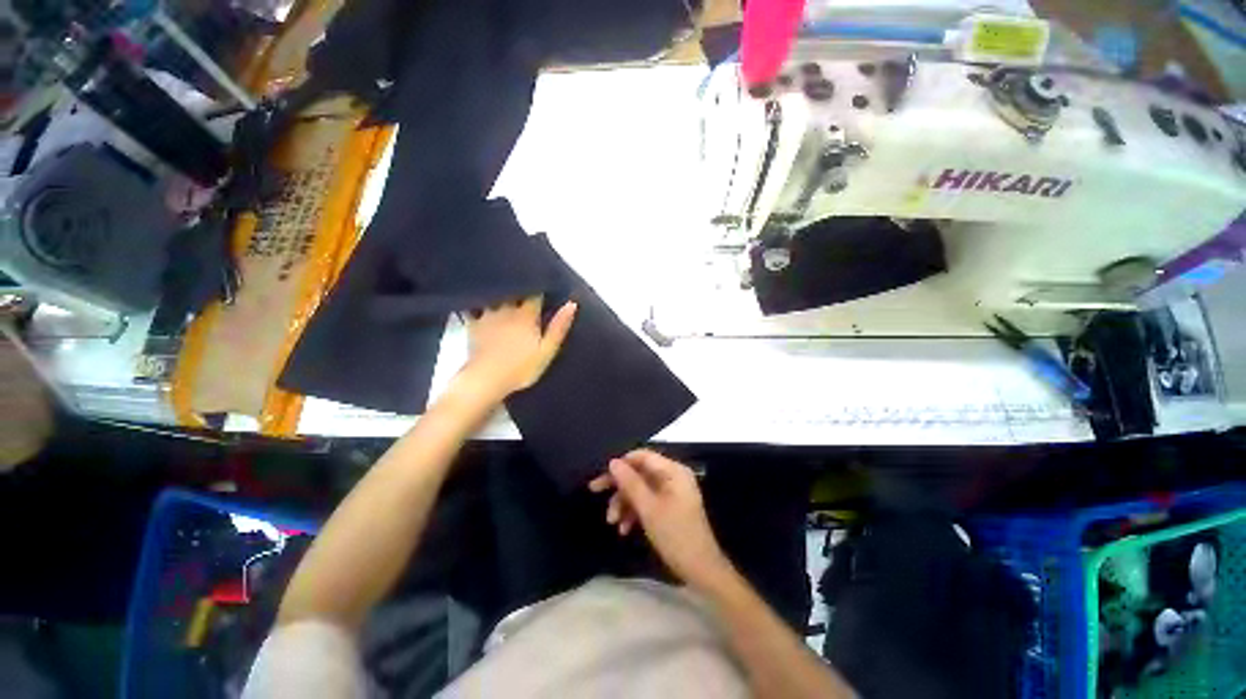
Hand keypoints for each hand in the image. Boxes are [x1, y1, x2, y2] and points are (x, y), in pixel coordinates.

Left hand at [461, 296, 575, 397]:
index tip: (545, 285)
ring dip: (499, 292)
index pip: (535, 293)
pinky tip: (475, 302)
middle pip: (514, 291)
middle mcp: (506, 310)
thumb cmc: (521, 368)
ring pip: (494, 296)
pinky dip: (475, 303)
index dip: (541, 288)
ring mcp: (487, 316)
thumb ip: (559, 327)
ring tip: (503, 290)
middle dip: (520, 287)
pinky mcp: (473, 325)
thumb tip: (572, 304)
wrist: (486, 380)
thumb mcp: (547, 351)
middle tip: (525, 287)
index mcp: (526, 315)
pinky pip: (472, 308)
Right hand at [589, 449, 732, 590]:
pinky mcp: (669, 507)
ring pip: (641, 488)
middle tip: (595, 491)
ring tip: (612, 521)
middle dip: (619, 485)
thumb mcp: (648, 508)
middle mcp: (673, 476)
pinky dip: (634, 512)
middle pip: (640, 472)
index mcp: (673, 471)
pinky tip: (624, 529)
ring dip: (624, 502)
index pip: (642, 456)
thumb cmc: (675, 535)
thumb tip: (613, 462)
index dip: (621, 463)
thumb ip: (630, 483)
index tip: (602, 475)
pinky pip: (647, 501)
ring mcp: (671, 492)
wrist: (701, 571)